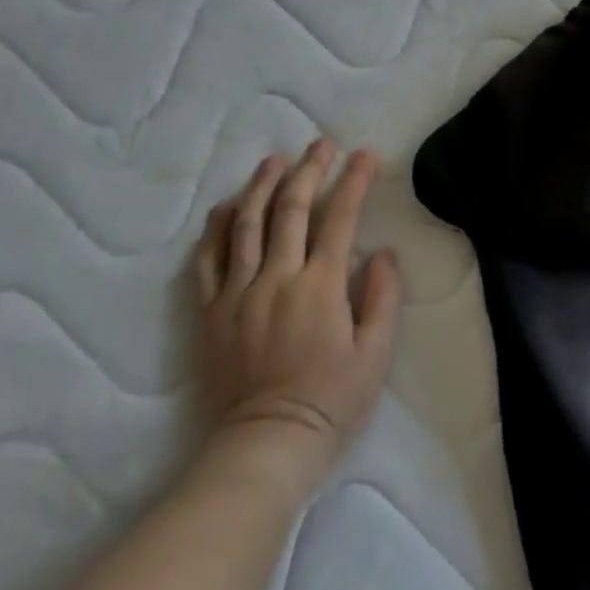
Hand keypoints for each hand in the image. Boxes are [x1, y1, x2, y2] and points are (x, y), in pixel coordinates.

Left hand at [192, 140, 401, 489]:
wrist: (265, 445)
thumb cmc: (331, 402)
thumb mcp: (376, 355)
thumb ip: (382, 299)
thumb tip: (381, 254)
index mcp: (320, 286)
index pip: (339, 218)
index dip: (354, 182)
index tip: (365, 155)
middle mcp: (276, 278)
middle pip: (290, 210)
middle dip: (309, 170)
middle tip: (321, 144)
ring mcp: (237, 293)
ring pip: (246, 225)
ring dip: (261, 186)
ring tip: (274, 160)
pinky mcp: (210, 312)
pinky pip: (208, 260)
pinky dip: (218, 229)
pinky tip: (227, 207)